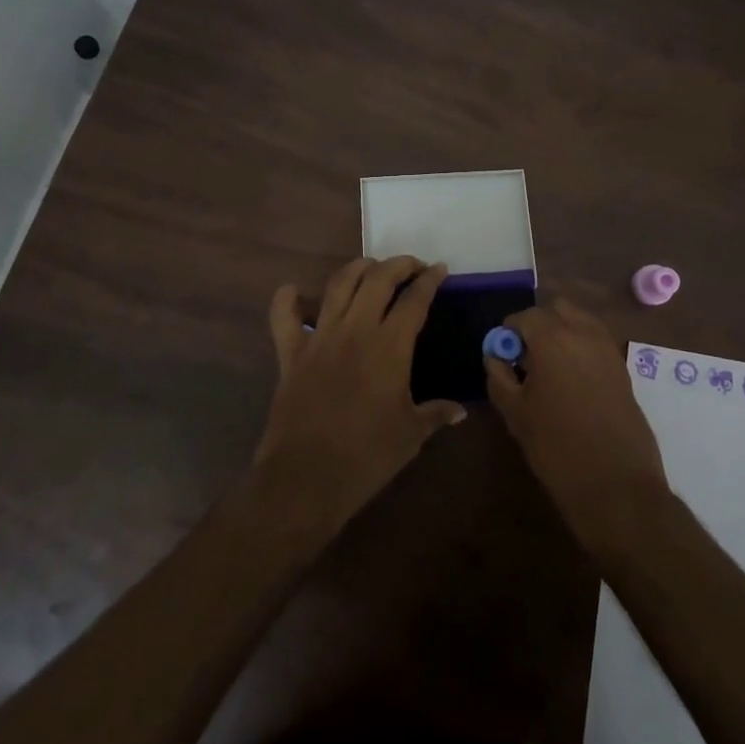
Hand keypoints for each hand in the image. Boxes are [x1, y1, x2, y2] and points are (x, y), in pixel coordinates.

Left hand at [252, 256, 465, 539]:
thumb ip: (435, 414)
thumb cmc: (367, 457)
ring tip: (371, 268)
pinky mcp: (291, 353)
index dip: (429, 280)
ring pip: (338, 285)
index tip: (439, 269)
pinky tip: (294, 291)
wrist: (306, 479)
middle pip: (377, 279)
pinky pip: (284, 317)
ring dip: (357, 269)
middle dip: (398, 264)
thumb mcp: (411, 436)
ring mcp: (319, 338)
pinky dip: (287, 299)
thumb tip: (460, 411)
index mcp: (390, 346)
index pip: (414, 300)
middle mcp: (355, 330)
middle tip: (411, 266)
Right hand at [485, 299, 670, 550]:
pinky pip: (597, 340)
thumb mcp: (516, 414)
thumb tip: (494, 356)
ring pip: (580, 320)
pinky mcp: (623, 367)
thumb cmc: (557, 449)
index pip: (523, 317)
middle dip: (538, 324)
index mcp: (552, 339)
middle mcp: (583, 333)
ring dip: (562, 331)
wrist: (617, 485)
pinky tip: (572, 379)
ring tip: (550, 367)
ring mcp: (608, 348)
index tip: (502, 355)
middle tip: (526, 357)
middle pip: (556, 309)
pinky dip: (581, 346)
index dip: (508, 332)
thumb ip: (499, 377)